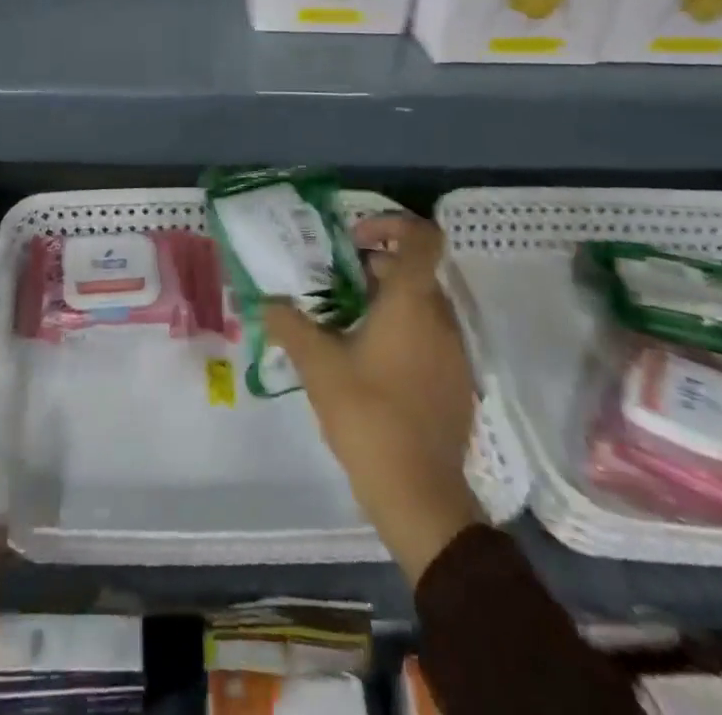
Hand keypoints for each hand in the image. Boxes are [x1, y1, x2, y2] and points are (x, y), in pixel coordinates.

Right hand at [264, 213, 483, 585]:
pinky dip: (399, 332)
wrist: (421, 496)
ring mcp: (454, 352)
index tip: (354, 240)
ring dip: (383, 302)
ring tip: (341, 324)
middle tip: (330, 286)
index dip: (391, 224)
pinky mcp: (455, 382)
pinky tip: (364, 362)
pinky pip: (428, 336)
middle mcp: (441, 318)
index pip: (422, 237)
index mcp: (412, 302)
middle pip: (413, 270)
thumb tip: (266, 302)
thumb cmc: (369, 415)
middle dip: (371, 268)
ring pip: (420, 304)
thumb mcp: (316, 364)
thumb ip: (288, 324)